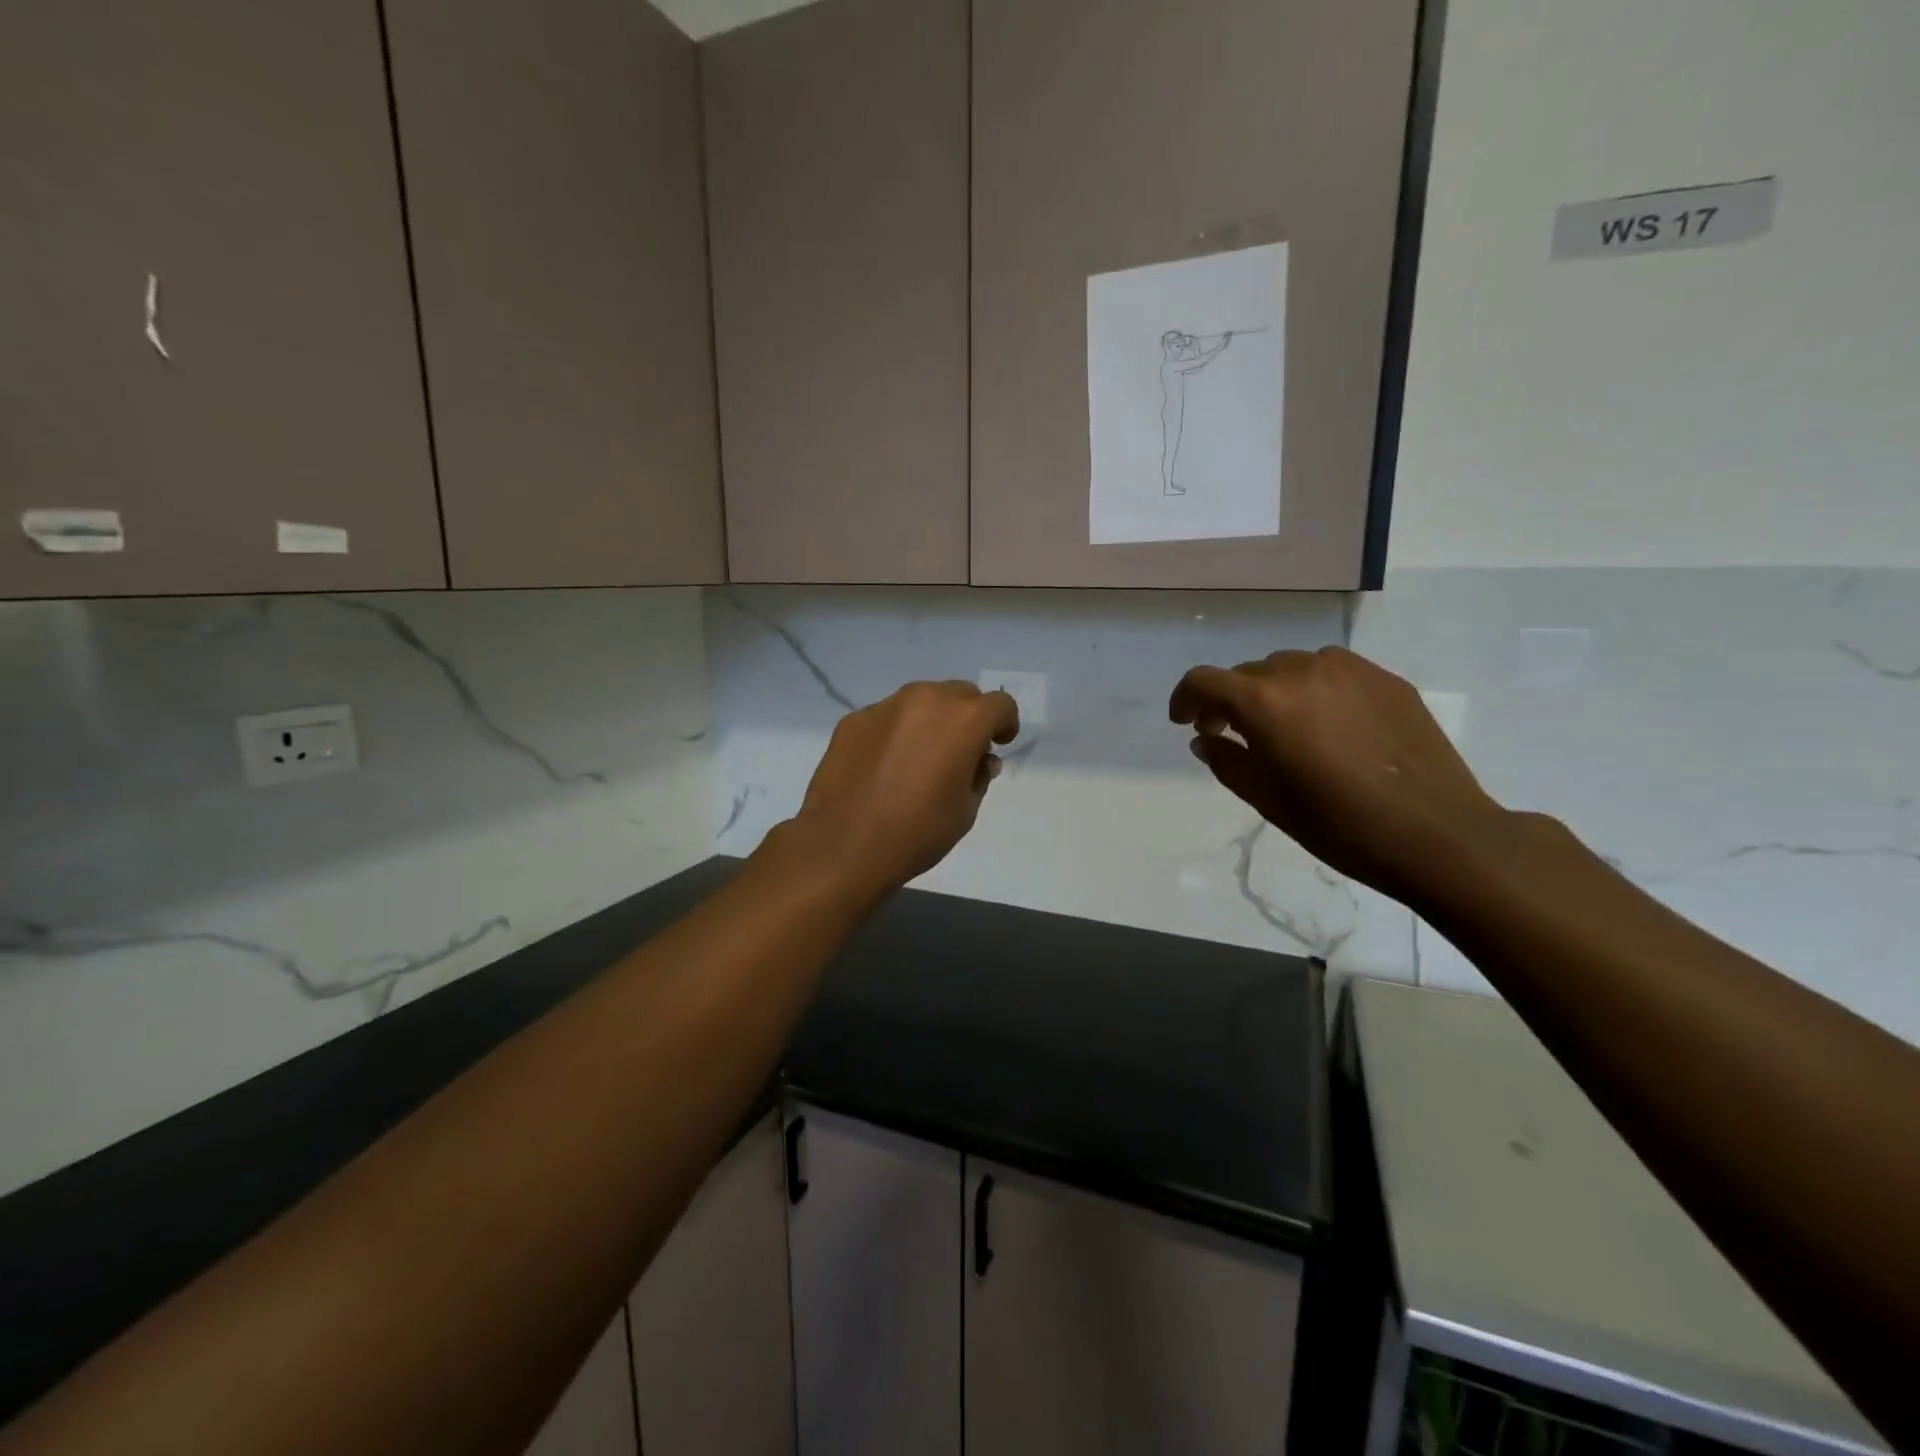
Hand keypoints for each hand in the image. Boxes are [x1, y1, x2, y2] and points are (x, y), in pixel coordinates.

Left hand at [785, 681, 1019, 896]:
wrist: (844, 845)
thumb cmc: (917, 832)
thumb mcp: (966, 811)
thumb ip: (979, 776)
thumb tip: (978, 759)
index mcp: (964, 720)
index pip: (1000, 704)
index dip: (1004, 724)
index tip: (997, 745)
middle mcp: (926, 700)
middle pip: (960, 694)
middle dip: (967, 717)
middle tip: (959, 752)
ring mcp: (886, 706)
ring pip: (921, 700)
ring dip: (930, 720)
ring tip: (918, 758)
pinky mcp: (854, 719)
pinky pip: (887, 717)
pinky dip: (895, 732)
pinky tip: (884, 766)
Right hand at [1170, 647, 1509, 905]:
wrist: (1439, 833)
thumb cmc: (1341, 825)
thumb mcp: (1269, 800)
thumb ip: (1228, 762)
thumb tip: (1207, 740)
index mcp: (1265, 701)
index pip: (1204, 681)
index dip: (1185, 699)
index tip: (1186, 723)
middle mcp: (1302, 670)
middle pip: (1248, 673)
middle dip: (1231, 701)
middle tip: (1234, 735)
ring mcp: (1350, 669)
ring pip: (1290, 668)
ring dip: (1274, 693)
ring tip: (1286, 730)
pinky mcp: (1386, 679)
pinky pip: (1332, 673)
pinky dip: (1315, 692)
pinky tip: (1331, 728)